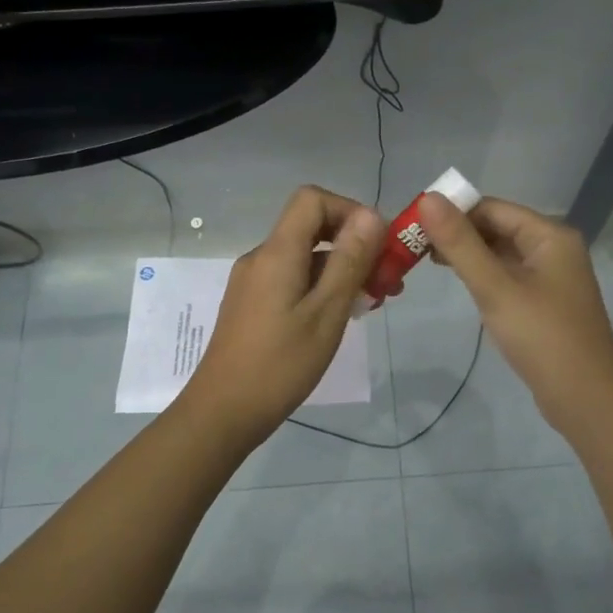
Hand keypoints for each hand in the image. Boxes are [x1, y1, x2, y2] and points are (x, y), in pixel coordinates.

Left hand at [181, 186, 385, 444]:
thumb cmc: (280, 364)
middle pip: (312, 228)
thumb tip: (372, 215)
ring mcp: (254, 281)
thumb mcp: (327, 313)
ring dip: (342, 270)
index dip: (350, 211)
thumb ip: (349, 261)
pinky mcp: (252, 304)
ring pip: (305, 257)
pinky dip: (322, 287)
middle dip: (355, 246)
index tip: (379, 245)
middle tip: (388, 281)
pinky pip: (293, 279)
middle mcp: (262, 258)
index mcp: (277, 252)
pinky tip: (342, 316)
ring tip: (373, 303)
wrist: (223, 412)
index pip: (312, 199)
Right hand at [416, 193, 612, 433]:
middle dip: (457, 233)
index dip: (452, 211)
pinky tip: (460, 284)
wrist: (585, 398)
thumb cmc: (542, 337)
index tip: (413, 224)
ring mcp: (551, 277)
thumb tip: (427, 198)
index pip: (492, 208)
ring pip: (501, 253)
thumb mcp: (495, 287)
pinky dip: (483, 275)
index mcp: (550, 235)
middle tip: (413, 246)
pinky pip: (508, 276)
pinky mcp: (544, 302)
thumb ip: (460, 244)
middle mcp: (553, 248)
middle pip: (497, 227)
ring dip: (467, 255)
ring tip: (426, 263)